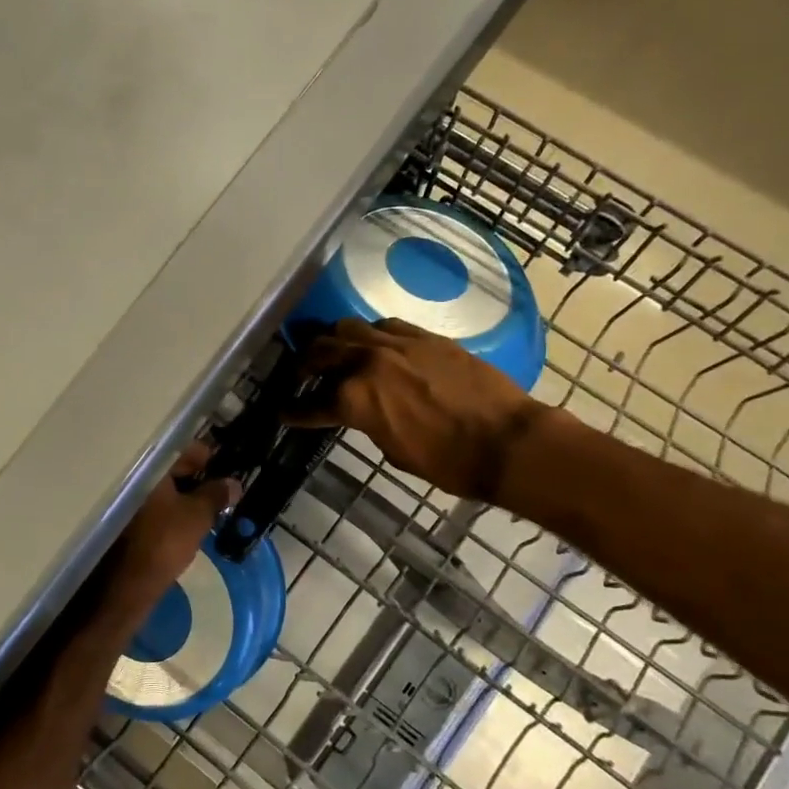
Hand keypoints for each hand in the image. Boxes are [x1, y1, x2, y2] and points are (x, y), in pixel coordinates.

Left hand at [98, 441, 239, 618]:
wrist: (126, 586)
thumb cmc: (164, 542)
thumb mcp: (197, 516)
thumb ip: (216, 495)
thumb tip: (233, 483)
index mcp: (150, 467)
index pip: (183, 448)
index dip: (208, 458)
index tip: (227, 471)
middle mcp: (132, 476)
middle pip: (170, 468)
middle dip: (196, 478)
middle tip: (220, 494)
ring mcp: (124, 499)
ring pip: (160, 489)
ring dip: (182, 496)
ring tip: (206, 510)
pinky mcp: (121, 521)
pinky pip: (150, 506)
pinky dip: (168, 510)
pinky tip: (184, 524)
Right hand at [288, 318, 542, 502]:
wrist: (506, 441)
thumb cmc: (448, 462)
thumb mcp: (394, 452)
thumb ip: (368, 423)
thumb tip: (362, 412)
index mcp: (355, 400)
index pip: (310, 404)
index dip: (293, 411)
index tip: (282, 411)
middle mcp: (368, 363)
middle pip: (320, 351)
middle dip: (304, 364)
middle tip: (300, 375)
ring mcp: (398, 344)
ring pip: (349, 328)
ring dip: (334, 341)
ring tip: (333, 352)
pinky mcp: (425, 337)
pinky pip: (386, 325)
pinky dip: (371, 335)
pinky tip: (374, 345)